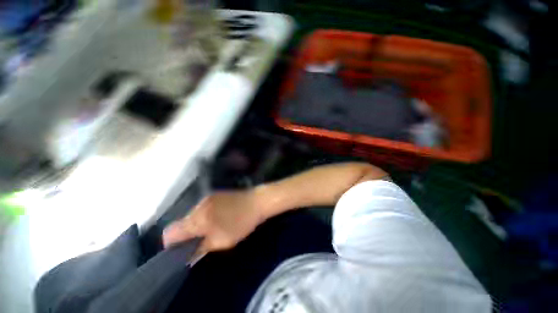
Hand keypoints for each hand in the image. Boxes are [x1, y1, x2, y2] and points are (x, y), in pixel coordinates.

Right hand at [162, 190, 263, 253]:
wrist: (257, 201)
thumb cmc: (241, 222)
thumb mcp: (222, 241)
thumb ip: (200, 249)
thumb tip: (186, 255)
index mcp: (198, 218)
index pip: (170, 232)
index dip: (171, 245)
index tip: (180, 252)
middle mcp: (198, 205)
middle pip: (181, 223)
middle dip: (186, 235)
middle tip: (199, 243)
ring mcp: (207, 197)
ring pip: (192, 216)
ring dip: (196, 225)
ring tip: (210, 231)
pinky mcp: (215, 195)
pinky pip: (202, 209)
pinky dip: (204, 217)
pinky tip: (217, 220)